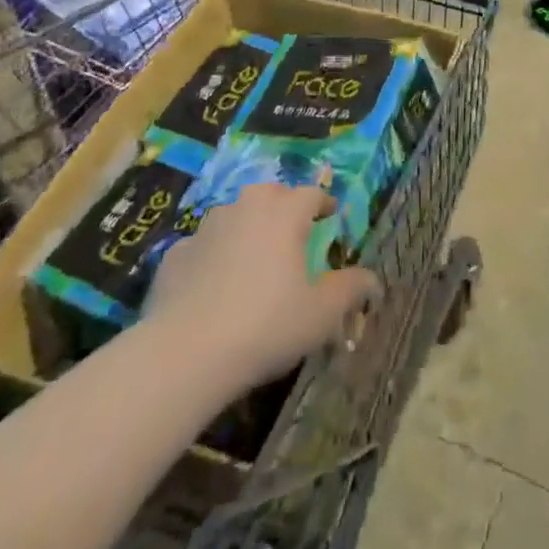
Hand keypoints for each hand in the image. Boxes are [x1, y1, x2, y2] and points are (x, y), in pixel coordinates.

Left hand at [143, 184, 378, 390]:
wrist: (184, 355)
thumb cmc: (266, 326)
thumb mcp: (321, 314)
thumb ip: (351, 290)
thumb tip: (374, 280)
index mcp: (284, 213)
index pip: (311, 194)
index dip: (324, 203)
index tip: (331, 215)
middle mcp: (245, 208)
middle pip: (270, 194)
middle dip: (284, 207)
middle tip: (293, 232)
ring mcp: (205, 229)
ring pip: (233, 215)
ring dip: (246, 227)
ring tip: (253, 256)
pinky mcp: (174, 255)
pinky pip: (202, 246)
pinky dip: (212, 257)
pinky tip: (212, 285)